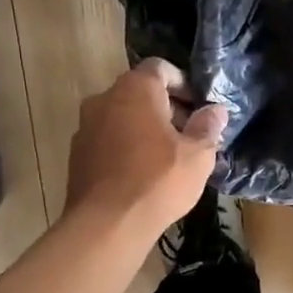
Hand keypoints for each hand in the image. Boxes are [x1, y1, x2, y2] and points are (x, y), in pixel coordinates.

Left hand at [65, 59, 226, 237]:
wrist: (107, 224)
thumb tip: (216, 110)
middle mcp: (104, 98)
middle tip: (188, 134)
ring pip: (122, 116)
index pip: (160, 68)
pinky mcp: (76, 154)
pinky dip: (125, 147)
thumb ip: (208, 126)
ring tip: (167, 156)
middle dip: (165, 108)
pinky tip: (142, 173)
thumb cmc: (158, 181)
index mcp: (135, 89)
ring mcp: (85, 126)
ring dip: (144, 128)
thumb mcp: (198, 155)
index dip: (183, 84)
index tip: (199, 107)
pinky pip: (108, 139)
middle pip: (139, 92)